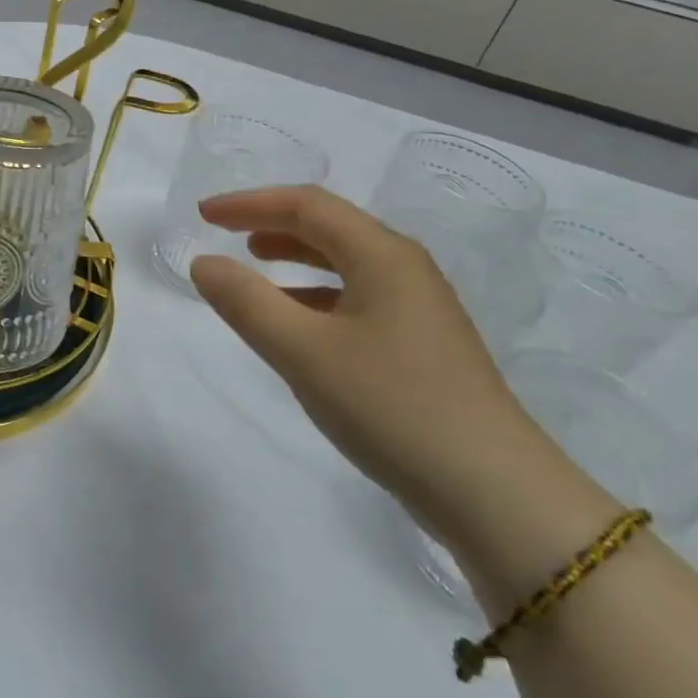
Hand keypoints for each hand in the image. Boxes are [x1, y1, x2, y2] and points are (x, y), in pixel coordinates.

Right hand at [190, 186, 602, 554]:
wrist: (494, 494)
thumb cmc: (392, 406)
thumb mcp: (303, 352)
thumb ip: (246, 302)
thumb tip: (204, 263)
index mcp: (382, 255)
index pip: (306, 205)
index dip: (249, 203)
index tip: (203, 214)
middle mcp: (405, 269)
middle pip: (329, 226)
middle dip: (271, 222)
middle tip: (222, 232)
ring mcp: (419, 308)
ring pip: (345, 262)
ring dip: (294, 256)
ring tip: (253, 265)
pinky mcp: (422, 345)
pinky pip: (356, 297)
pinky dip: (314, 295)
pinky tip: (295, 323)